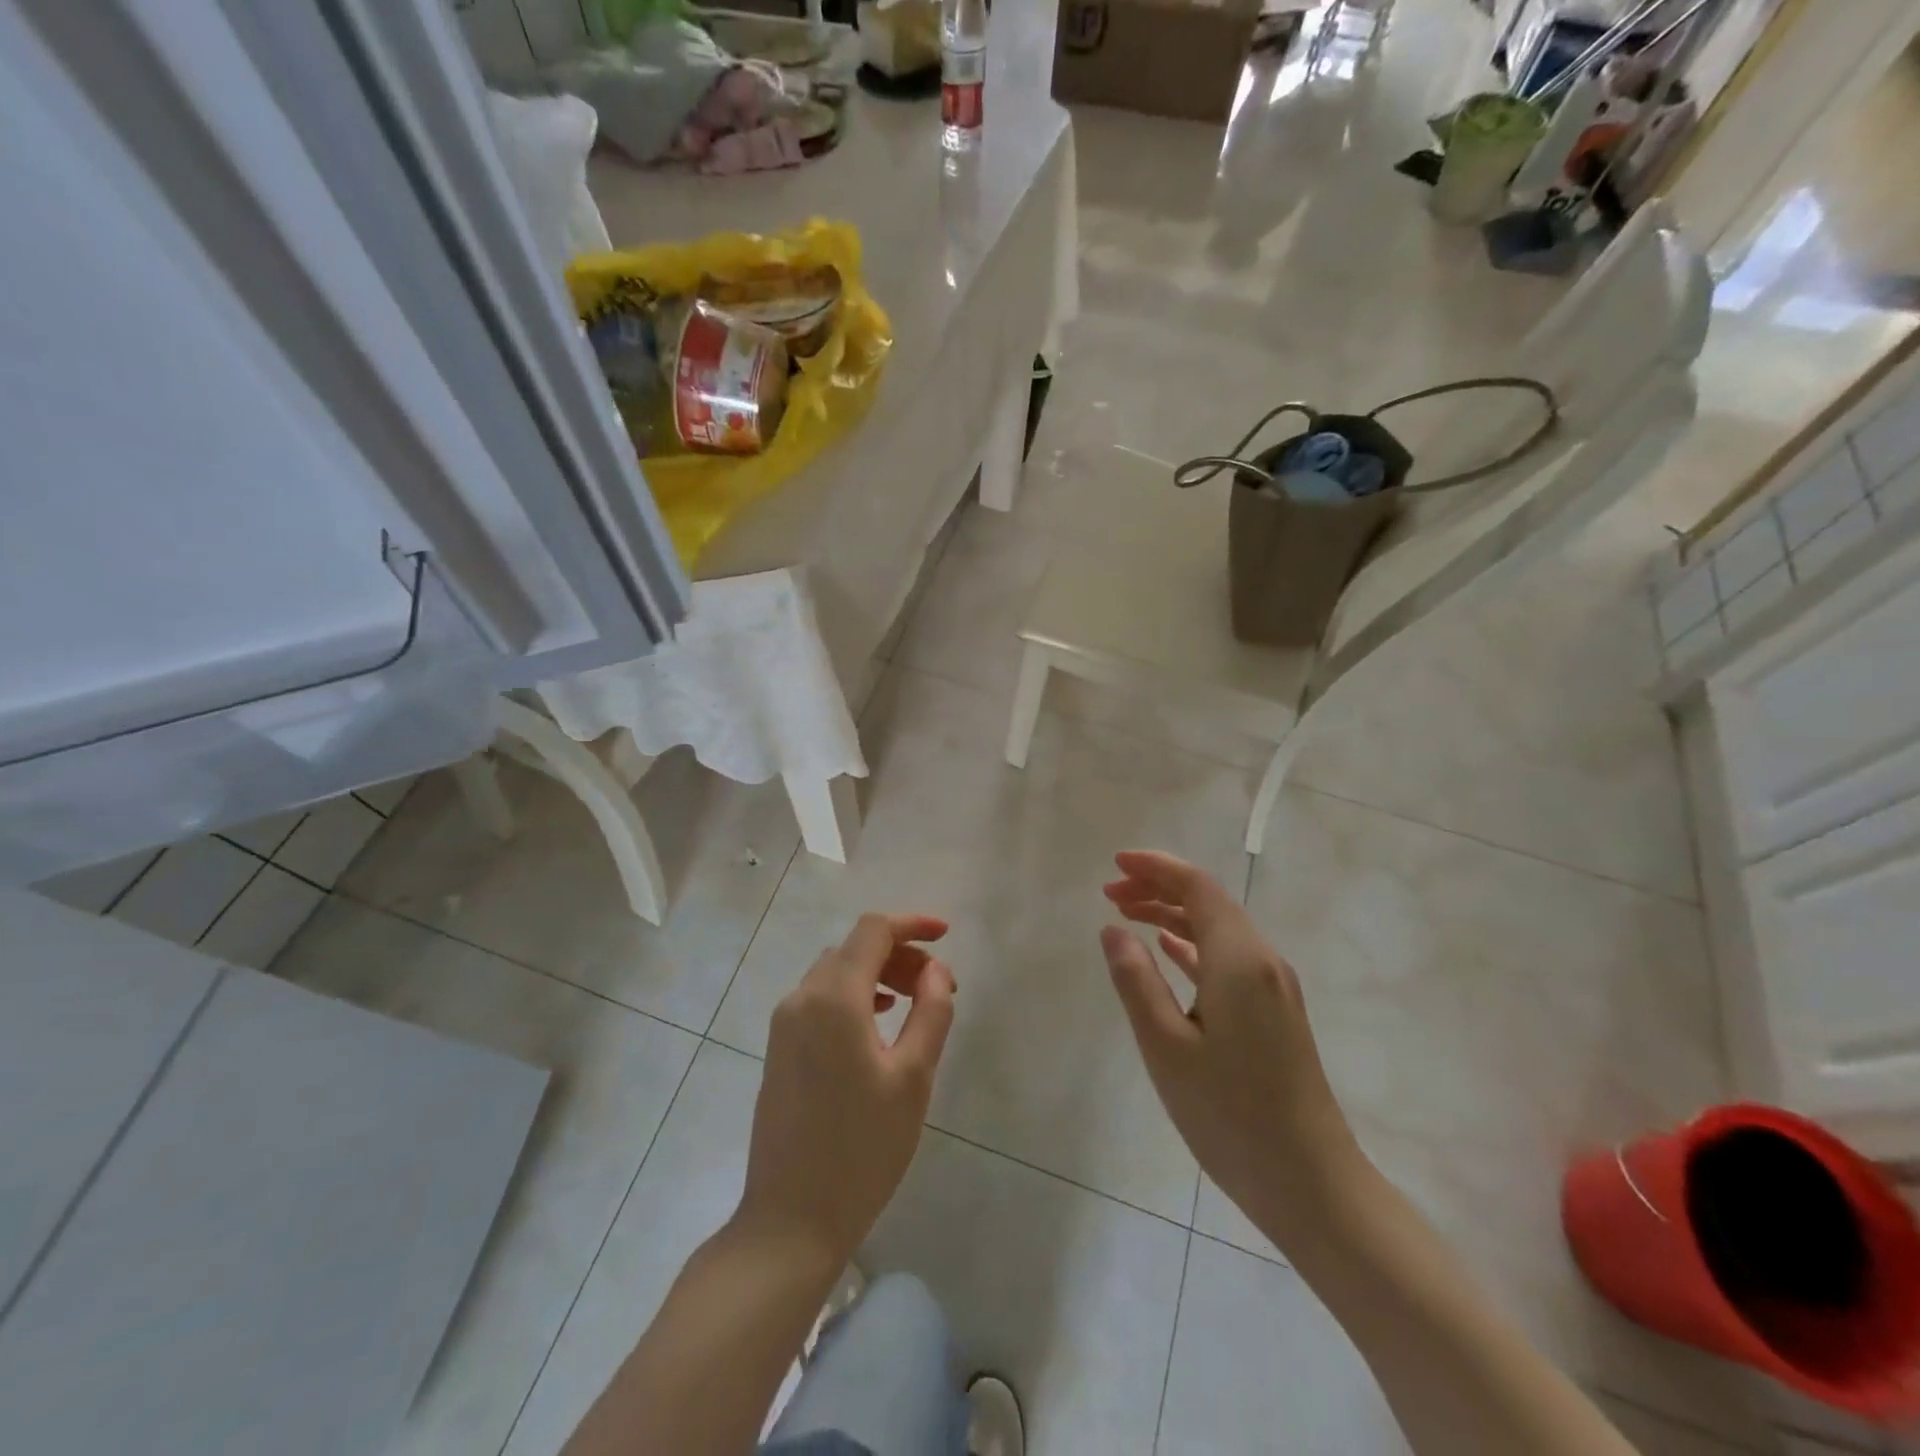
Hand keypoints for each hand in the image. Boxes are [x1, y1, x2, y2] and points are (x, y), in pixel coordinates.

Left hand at [737, 913, 955, 1266]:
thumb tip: (936, 971)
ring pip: (836, 971)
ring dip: (877, 974)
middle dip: (900, 954)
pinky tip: (877, 1022)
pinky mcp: (778, 1048)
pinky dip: (854, 994)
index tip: (946, 935)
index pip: (874, 930)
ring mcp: (784, 1023)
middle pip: (855, 948)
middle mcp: (802, 998)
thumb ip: (931, 1012)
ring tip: (914, 1002)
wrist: (790, 1219)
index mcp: (834, 997)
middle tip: (939, 987)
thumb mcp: (913, 1078)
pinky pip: (820, 997)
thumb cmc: (862, 1149)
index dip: (912, 924)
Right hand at [1100, 850, 1359, 1239]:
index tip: (1114, 865)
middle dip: (1159, 887)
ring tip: (1127, 914)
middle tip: (1110, 893)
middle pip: (1208, 901)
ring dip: (1173, 914)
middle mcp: (1262, 960)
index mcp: (1238, 959)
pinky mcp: (1274, 1012)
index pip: (1197, 887)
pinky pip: (1227, 958)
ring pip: (1218, 928)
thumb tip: (1113, 929)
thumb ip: (1136, 980)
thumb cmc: (1230, 1115)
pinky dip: (1192, 944)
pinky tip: (1168, 949)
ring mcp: (1273, 987)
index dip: (1155, 868)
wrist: (1311, 1183)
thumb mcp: (1166, 1047)